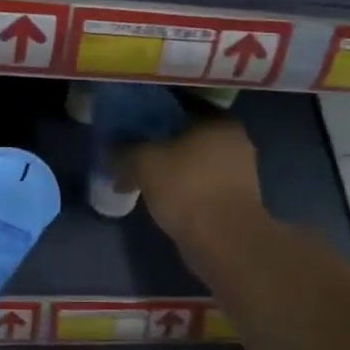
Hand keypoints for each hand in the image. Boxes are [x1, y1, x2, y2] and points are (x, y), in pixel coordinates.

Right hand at [116, 118, 266, 246]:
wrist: (224, 241)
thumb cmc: (187, 188)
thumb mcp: (144, 163)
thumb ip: (124, 152)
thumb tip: (110, 152)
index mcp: (220, 122)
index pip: (182, 108)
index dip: (154, 115)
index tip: (132, 126)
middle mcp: (235, 143)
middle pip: (188, 138)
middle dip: (161, 146)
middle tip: (134, 154)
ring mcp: (239, 175)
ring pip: (194, 165)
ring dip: (171, 171)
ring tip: (142, 180)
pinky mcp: (235, 202)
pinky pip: (200, 187)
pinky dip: (182, 191)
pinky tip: (161, 200)